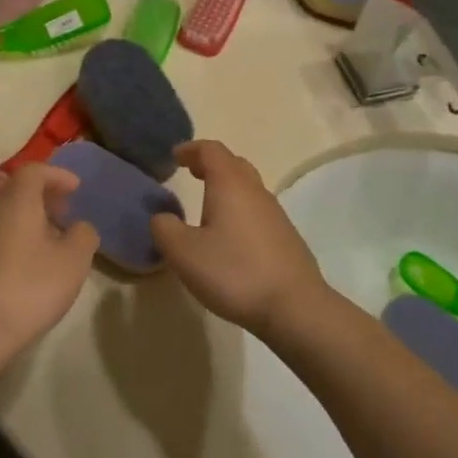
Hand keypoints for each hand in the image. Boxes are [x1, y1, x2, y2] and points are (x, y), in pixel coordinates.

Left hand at [0, 164, 97, 367]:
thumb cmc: (29, 288)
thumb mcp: (73, 262)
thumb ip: (83, 236)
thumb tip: (79, 227)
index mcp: (16, 203)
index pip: (34, 171)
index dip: (57, 175)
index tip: (76, 188)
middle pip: (16, 194)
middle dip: (43, 200)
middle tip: (65, 215)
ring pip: (2, 220)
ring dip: (27, 225)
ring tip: (48, 248)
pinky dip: (11, 247)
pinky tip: (22, 274)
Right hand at [149, 141, 327, 339]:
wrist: (295, 308)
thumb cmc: (234, 272)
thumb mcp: (184, 252)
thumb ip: (165, 228)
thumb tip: (162, 217)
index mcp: (230, 185)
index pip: (211, 150)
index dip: (191, 149)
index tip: (175, 156)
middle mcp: (255, 191)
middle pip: (234, 164)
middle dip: (210, 164)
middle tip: (191, 172)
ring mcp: (276, 215)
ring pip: (248, 188)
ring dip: (226, 188)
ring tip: (207, 207)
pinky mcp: (286, 238)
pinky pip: (258, 212)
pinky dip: (239, 211)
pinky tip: (231, 237)